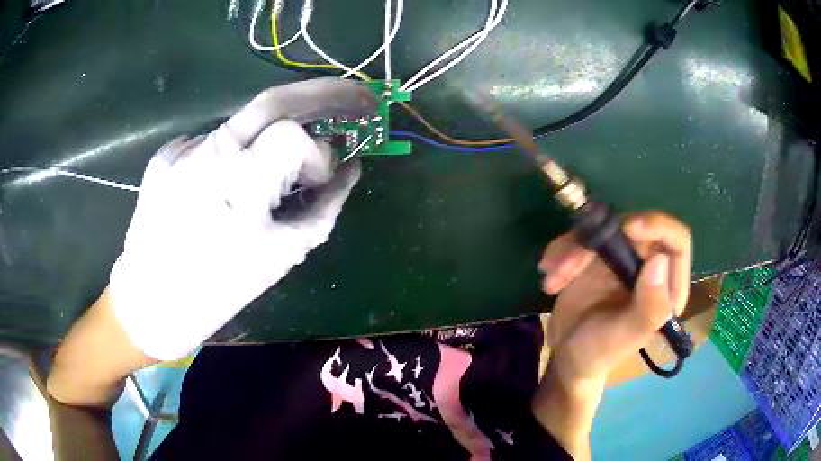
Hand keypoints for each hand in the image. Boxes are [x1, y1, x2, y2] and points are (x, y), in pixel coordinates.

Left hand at [109, 78, 378, 360]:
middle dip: (324, 93)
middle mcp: (206, 153)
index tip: (321, 179)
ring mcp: (181, 150)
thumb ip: (324, 208)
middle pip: (273, 100)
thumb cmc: (218, 290)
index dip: (318, 154)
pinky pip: (213, 144)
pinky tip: (223, 189)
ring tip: (274, 171)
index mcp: (238, 185)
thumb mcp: (281, 256)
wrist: (151, 302)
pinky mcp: (164, 155)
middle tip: (358, 98)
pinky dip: (232, 158)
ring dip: (271, 138)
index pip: (293, 135)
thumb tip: (350, 170)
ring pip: (243, 125)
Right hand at [531, 212, 690, 459]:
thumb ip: (648, 306)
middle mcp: (649, 265)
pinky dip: (561, 250)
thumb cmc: (600, 352)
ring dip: (572, 249)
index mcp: (667, 286)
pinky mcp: (598, 255)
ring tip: (552, 280)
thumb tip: (659, 259)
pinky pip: (581, 237)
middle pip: (634, 227)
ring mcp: (623, 257)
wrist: (567, 356)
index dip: (658, 226)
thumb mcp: (624, 336)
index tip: (628, 228)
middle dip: (597, 241)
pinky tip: (549, 272)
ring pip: (603, 229)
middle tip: (567, 265)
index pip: (677, 241)